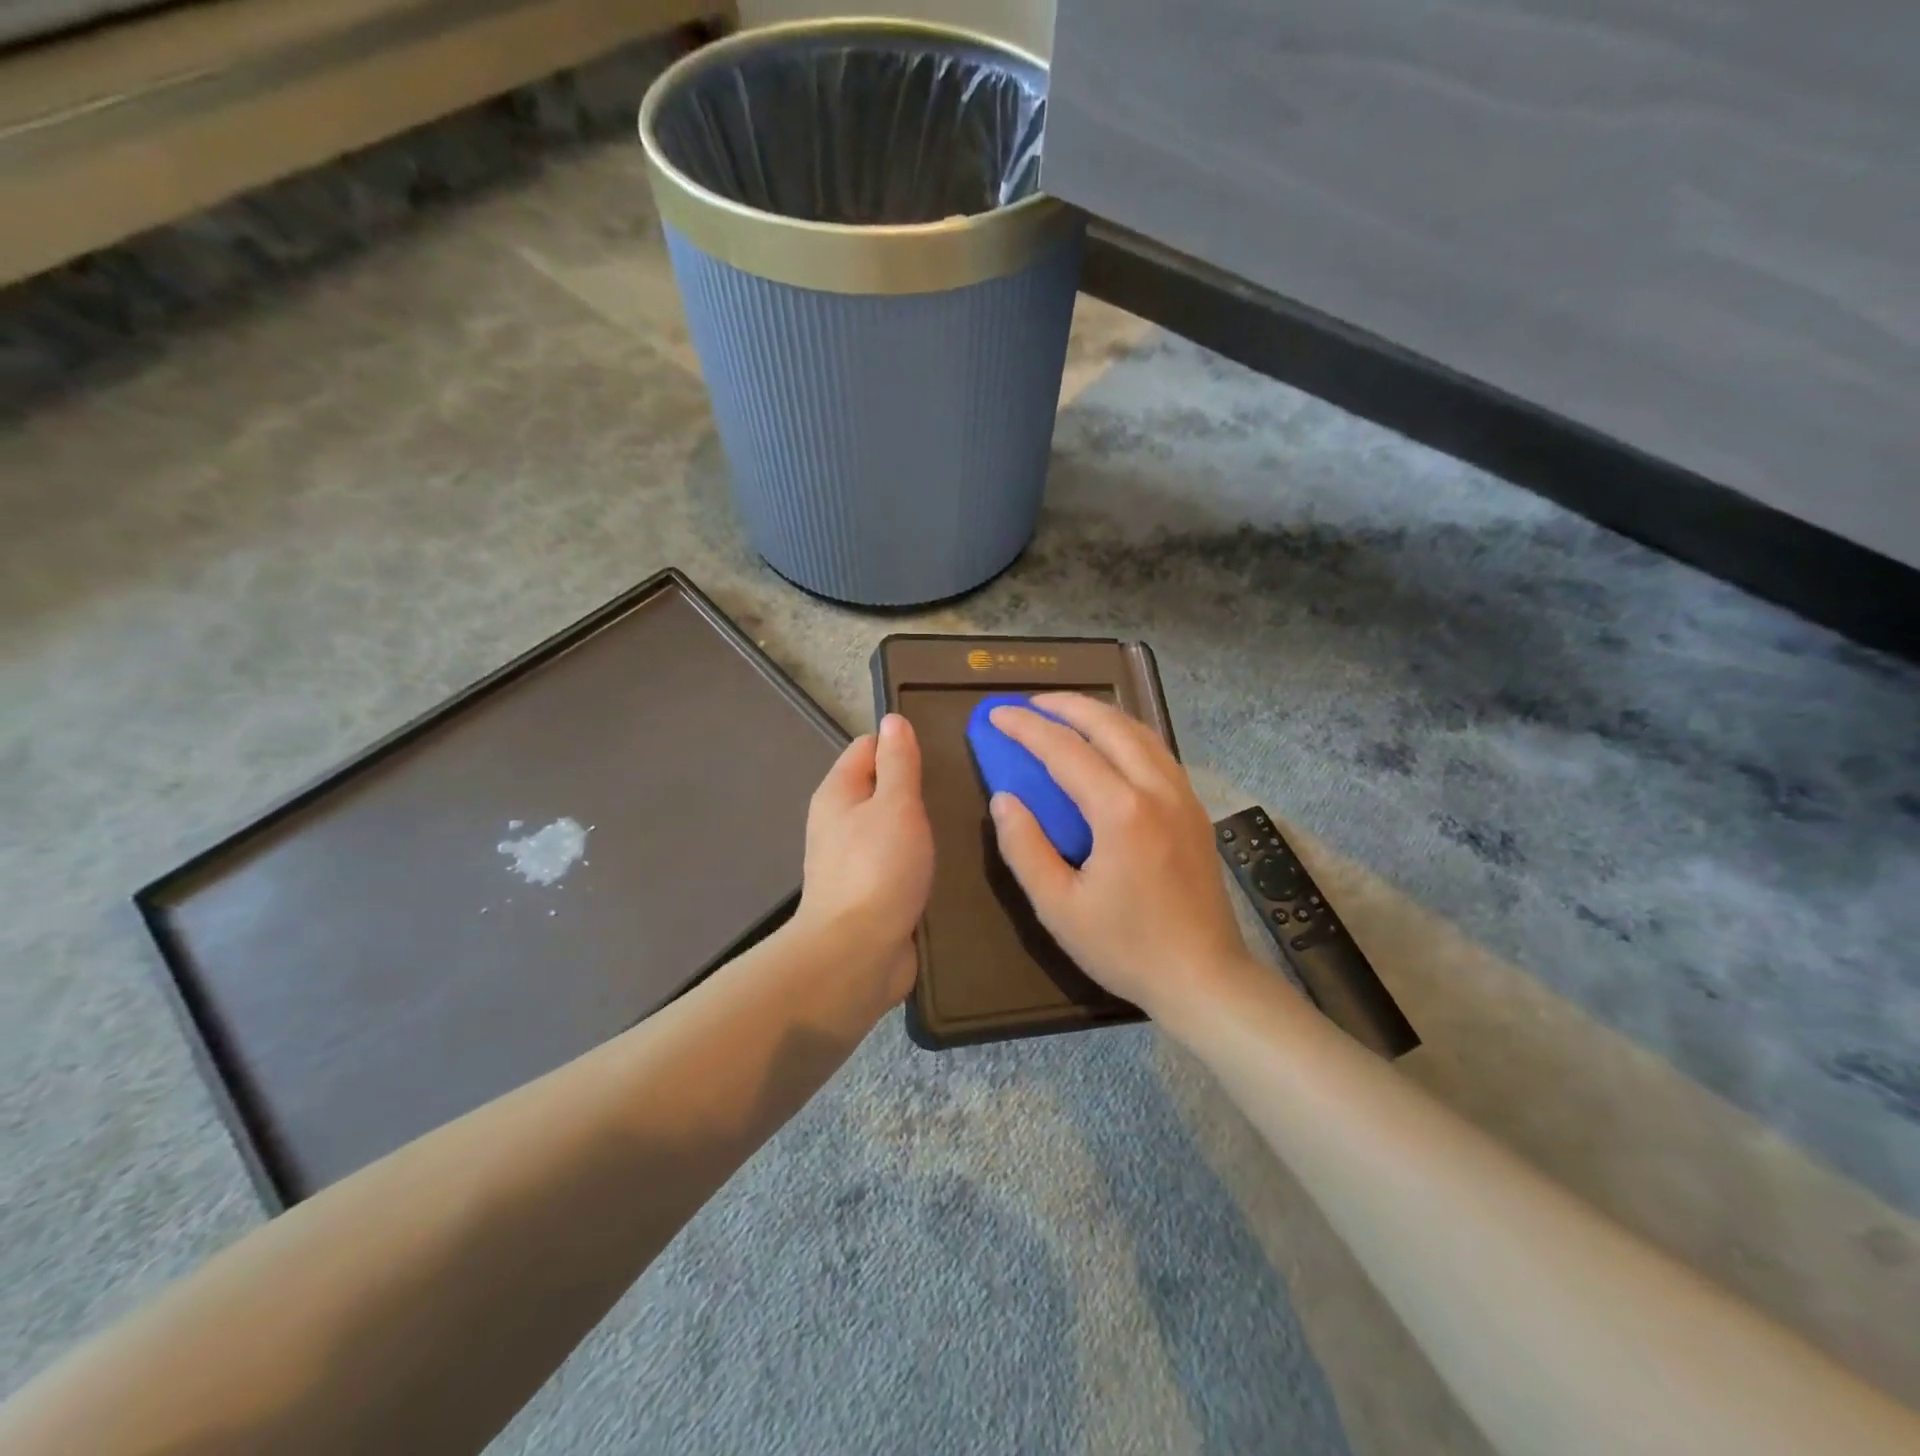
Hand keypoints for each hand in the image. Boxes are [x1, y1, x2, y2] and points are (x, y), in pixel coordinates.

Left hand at [794, 714, 933, 1003]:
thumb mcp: (895, 805)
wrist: (857, 955)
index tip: (940, 754)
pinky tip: (948, 862)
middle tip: (959, 789)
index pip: (868, 747)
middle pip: (881, 788)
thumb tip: (893, 720)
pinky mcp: (871, 893)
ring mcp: (854, 861)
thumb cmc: (878, 869)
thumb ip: (898, 762)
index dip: (901, 745)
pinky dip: (919, 859)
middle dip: (916, 787)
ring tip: (962, 823)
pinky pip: (898, 862)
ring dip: (921, 826)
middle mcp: (840, 823)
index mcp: (838, 793)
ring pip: (892, 827)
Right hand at [986, 694, 1252, 1020]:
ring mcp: (1183, 796)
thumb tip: (1004, 798)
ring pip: (1140, 732)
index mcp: (1121, 812)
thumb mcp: (1058, 908)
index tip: (996, 715)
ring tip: (1065, 713)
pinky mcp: (1195, 810)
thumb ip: (1025, 847)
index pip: (1065, 750)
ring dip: (1099, 714)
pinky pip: (1158, 752)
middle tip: (1029, 702)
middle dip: (1065, 705)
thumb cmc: (1126, 948)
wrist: (1204, 978)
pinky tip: (1110, 745)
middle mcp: (1157, 790)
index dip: (1026, 728)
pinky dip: (1127, 733)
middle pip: (1109, 725)